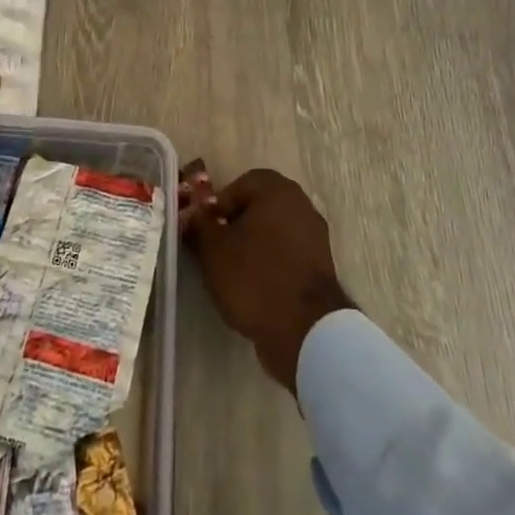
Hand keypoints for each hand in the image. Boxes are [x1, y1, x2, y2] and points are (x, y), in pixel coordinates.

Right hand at [181, 166, 354, 394]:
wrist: (305, 330)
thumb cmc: (254, 277)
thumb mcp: (213, 249)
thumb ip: (200, 224)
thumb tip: (193, 213)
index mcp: (277, 191)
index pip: (241, 184)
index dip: (218, 205)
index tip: (206, 229)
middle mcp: (301, 205)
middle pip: (259, 207)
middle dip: (235, 224)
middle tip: (216, 248)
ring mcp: (315, 237)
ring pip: (273, 232)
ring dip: (252, 245)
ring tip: (232, 271)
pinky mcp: (321, 267)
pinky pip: (287, 254)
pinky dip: (270, 263)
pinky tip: (254, 286)